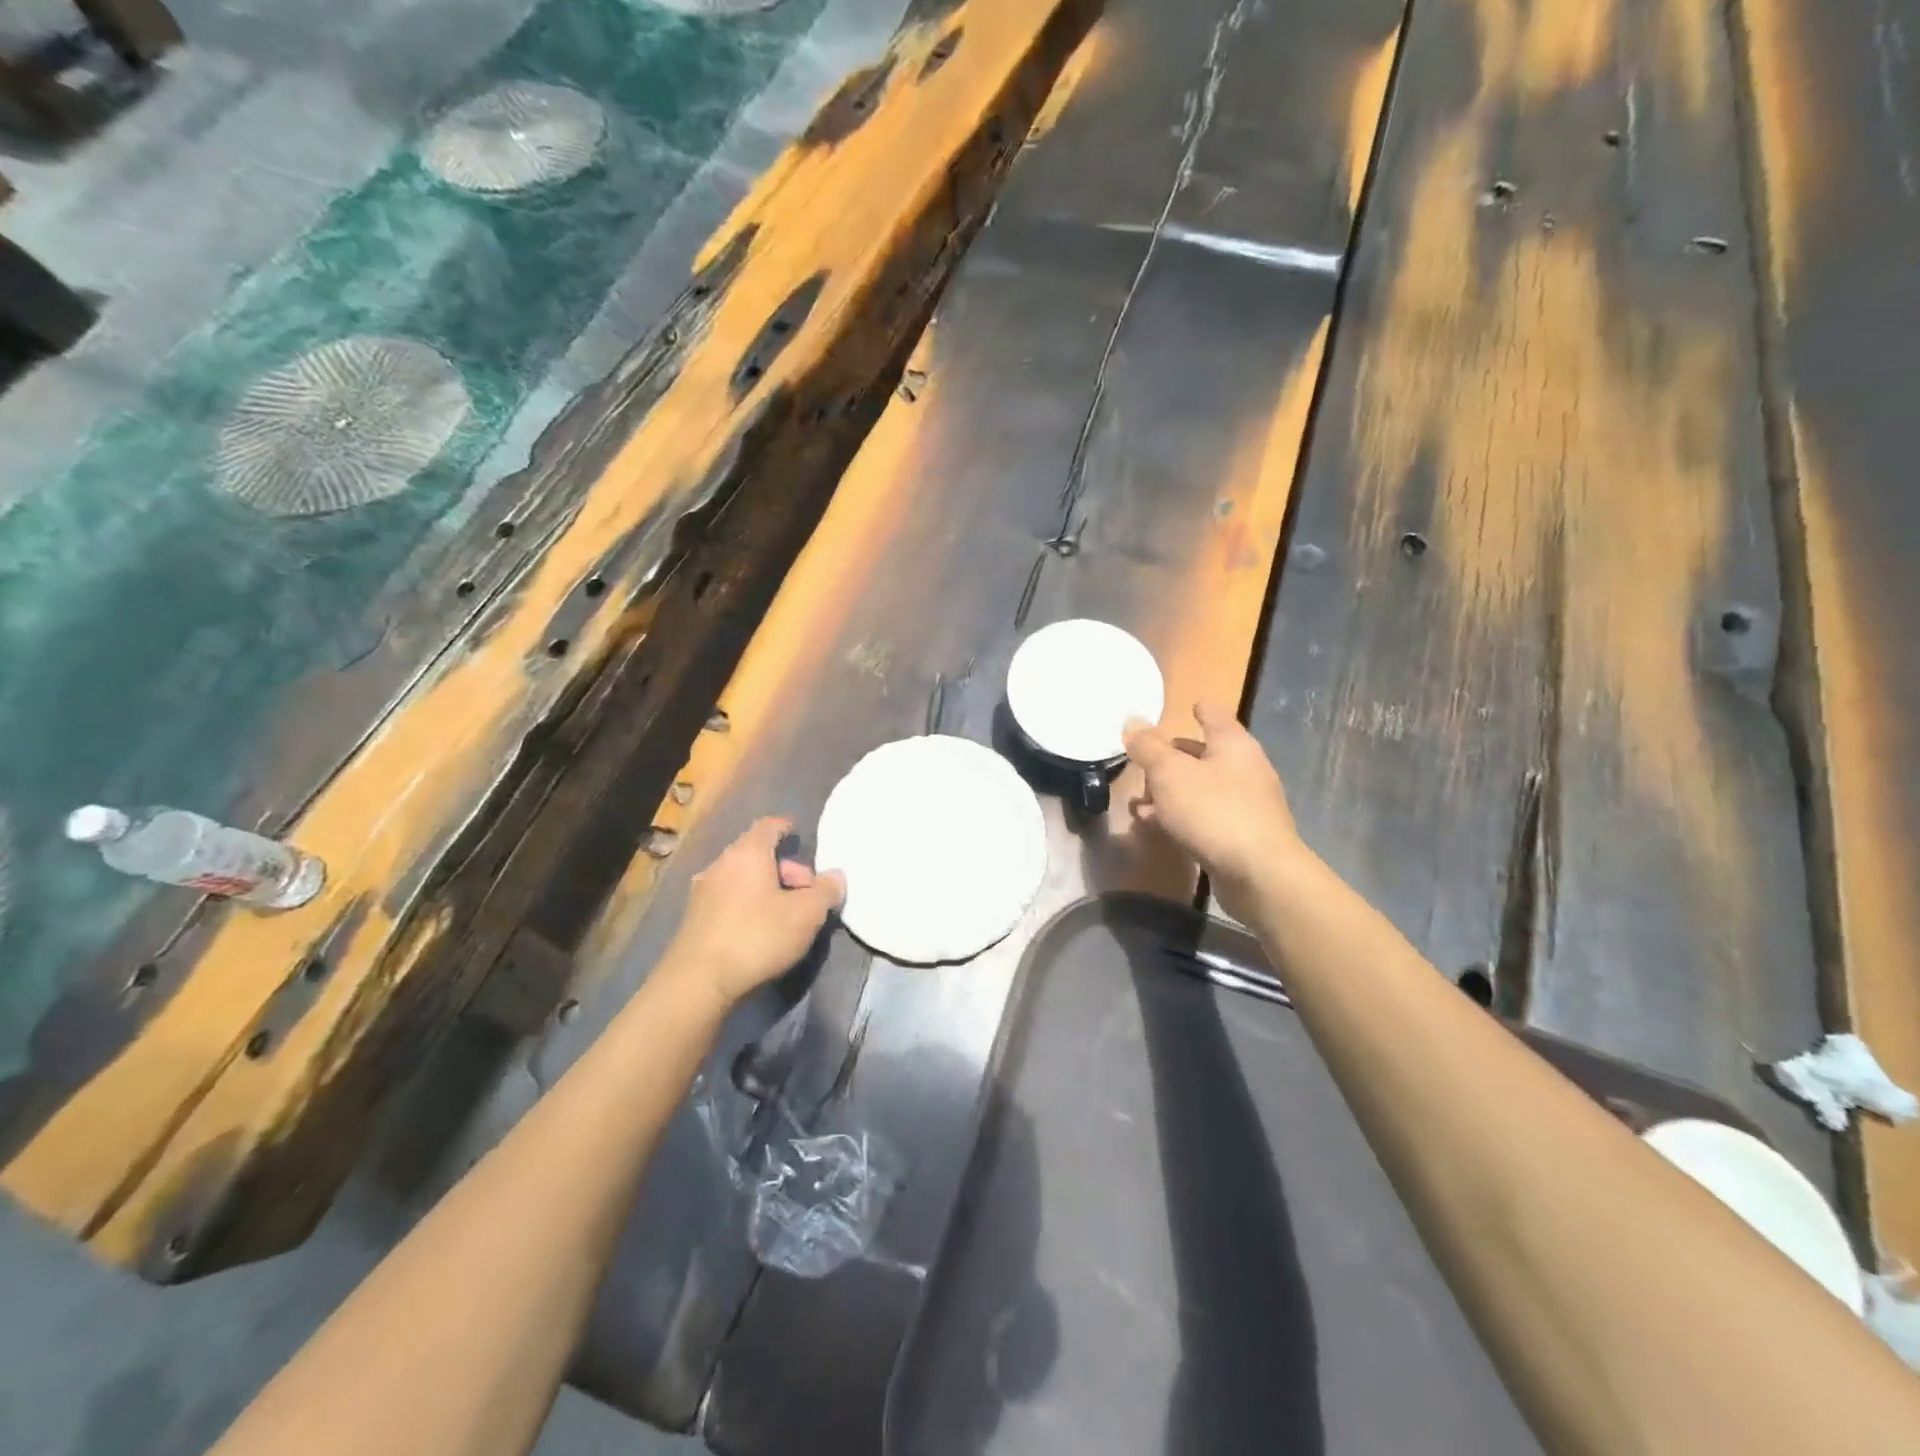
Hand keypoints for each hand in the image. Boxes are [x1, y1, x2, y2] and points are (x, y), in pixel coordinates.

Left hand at [662, 818, 845, 1009]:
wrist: (698, 982)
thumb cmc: (757, 936)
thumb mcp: (806, 914)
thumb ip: (826, 891)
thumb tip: (836, 876)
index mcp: (747, 853)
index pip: (769, 826)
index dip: (786, 828)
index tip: (799, 835)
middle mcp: (721, 865)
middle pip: (758, 855)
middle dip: (786, 870)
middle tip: (807, 895)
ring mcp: (703, 892)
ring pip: (743, 879)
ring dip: (767, 890)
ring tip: (788, 915)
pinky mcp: (695, 919)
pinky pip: (730, 900)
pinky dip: (749, 905)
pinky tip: (761, 930)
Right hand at [1122, 702, 1300, 915]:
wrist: (1258, 873)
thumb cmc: (1213, 810)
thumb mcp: (1169, 773)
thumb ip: (1148, 747)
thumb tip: (1132, 720)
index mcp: (1233, 744)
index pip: (1216, 715)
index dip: (1200, 709)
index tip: (1188, 706)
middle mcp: (1244, 768)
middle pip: (1205, 753)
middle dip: (1173, 758)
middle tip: (1144, 763)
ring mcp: (1246, 804)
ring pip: (1201, 788)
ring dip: (1170, 793)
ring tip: (1138, 803)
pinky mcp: (1240, 835)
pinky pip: (1204, 816)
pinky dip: (1179, 817)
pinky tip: (1155, 827)